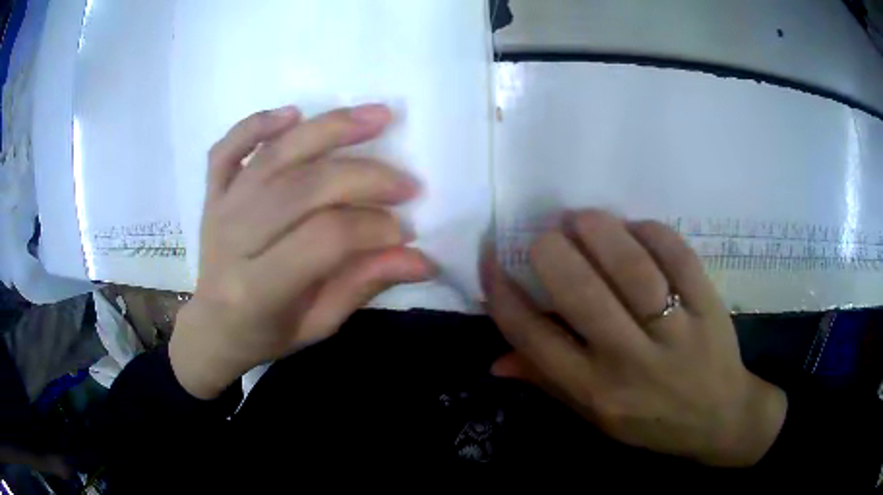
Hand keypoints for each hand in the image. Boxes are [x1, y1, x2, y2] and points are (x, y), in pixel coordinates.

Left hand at [170, 104, 433, 398]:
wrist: (214, 326)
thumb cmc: (267, 332)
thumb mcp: (319, 324)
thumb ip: (364, 286)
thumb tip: (424, 260)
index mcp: (257, 289)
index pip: (323, 240)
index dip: (372, 228)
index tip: (403, 231)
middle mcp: (233, 240)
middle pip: (303, 188)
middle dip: (364, 178)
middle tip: (407, 183)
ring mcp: (219, 208)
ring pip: (274, 156)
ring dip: (329, 129)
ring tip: (378, 117)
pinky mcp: (212, 192)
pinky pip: (227, 149)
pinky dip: (257, 124)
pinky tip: (293, 113)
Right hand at [483, 210, 786, 466]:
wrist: (719, 419)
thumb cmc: (651, 421)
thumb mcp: (595, 416)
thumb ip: (548, 383)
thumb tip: (495, 361)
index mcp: (595, 390)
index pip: (535, 337)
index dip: (504, 293)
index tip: (492, 258)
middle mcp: (630, 361)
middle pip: (581, 294)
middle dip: (552, 252)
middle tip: (546, 235)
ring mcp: (675, 331)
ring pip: (632, 268)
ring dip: (599, 231)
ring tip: (581, 218)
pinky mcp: (708, 307)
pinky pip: (678, 256)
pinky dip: (651, 232)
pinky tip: (635, 227)